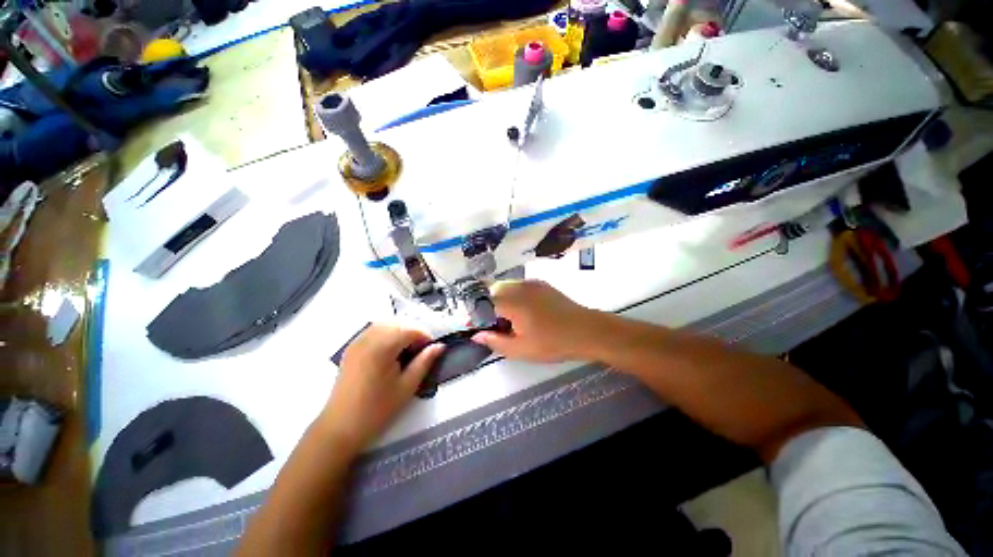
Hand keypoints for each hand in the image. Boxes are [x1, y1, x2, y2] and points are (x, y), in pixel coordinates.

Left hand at [322, 324, 443, 452]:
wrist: (340, 428)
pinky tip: (391, 352)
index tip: (432, 350)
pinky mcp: (351, 349)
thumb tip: (439, 346)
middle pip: (397, 324)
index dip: (424, 337)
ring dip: (400, 332)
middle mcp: (367, 338)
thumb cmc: (377, 410)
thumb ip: (424, 362)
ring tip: (408, 351)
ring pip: (385, 325)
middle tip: (421, 351)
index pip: (409, 329)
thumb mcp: (407, 386)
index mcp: (381, 347)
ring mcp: (357, 342)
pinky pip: (373, 331)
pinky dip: (387, 335)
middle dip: (413, 333)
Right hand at [472, 280, 600, 362]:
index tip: (479, 327)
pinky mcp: (541, 283)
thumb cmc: (553, 343)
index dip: (478, 315)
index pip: (484, 302)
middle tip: (498, 325)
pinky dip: (514, 295)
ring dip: (501, 299)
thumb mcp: (521, 349)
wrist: (586, 330)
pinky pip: (519, 285)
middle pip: (493, 290)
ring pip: (506, 286)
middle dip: (489, 306)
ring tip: (511, 318)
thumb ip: (495, 341)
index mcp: (512, 302)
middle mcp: (519, 287)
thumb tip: (476, 335)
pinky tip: (525, 310)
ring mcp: (531, 283)